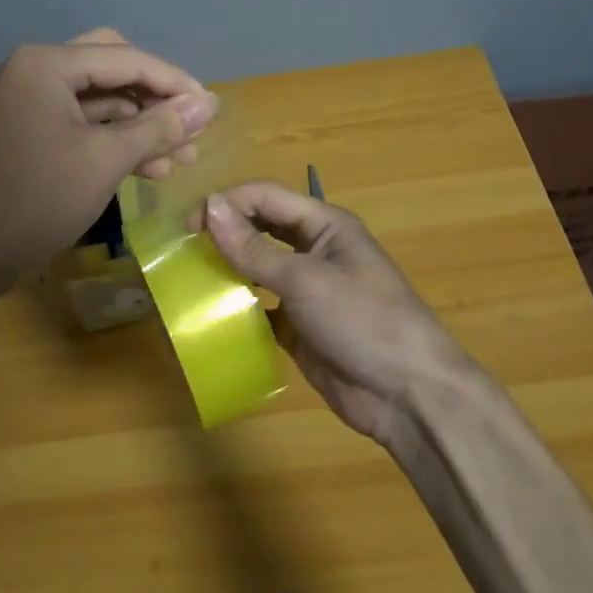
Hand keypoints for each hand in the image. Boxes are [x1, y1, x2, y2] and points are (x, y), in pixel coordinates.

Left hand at [0, 29, 219, 292]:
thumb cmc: (38, 199)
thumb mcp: (106, 160)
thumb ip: (160, 127)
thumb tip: (209, 104)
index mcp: (47, 64)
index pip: (126, 59)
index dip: (174, 82)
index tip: (212, 108)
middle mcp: (36, 70)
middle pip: (113, 68)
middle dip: (155, 97)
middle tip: (190, 123)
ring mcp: (31, 100)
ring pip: (101, 98)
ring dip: (141, 122)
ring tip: (182, 157)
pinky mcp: (32, 129)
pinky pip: (84, 121)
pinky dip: (116, 139)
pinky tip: (151, 166)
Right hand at [203, 182, 470, 446]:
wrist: (408, 395)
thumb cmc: (363, 320)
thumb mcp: (306, 280)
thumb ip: (254, 248)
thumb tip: (209, 207)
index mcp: (324, 225)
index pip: (267, 197)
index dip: (228, 203)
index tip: (188, 223)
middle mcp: (314, 250)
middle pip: (261, 228)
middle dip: (225, 231)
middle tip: (183, 247)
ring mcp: (306, 290)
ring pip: (257, 266)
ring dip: (228, 268)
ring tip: (188, 275)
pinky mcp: (298, 326)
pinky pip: (260, 307)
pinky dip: (237, 307)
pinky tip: (210, 314)